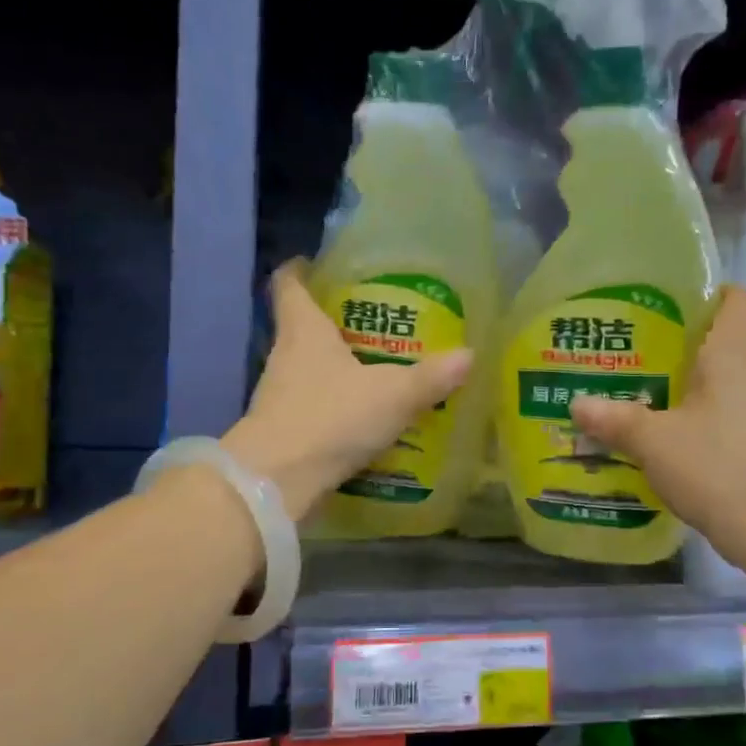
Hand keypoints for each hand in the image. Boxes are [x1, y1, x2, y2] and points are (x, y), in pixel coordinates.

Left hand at [222, 261, 472, 519]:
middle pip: (302, 327)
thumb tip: (468, 356)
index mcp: (304, 331)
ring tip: (375, 370)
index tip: (316, 263)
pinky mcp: (282, 430)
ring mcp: (279, 395)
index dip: (301, 270)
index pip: (290, 285)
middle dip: (333, 322)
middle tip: (373, 322)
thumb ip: (430, 377)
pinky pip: (312, 405)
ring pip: (308, 368)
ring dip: (335, 367)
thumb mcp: (393, 395)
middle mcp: (285, 356)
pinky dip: (334, 405)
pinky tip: (363, 417)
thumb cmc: (331, 418)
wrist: (277, 482)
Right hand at [570, 286, 745, 549]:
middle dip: (699, 338)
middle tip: (654, 348)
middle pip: (738, 334)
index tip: (672, 306)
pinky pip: (743, 406)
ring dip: (708, 376)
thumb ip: (615, 419)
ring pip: (740, 373)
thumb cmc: (714, 463)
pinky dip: (717, 409)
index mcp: (735, 350)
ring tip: (661, 386)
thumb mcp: (652, 441)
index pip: (739, 299)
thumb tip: (577, 405)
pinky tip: (685, 428)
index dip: (711, 295)